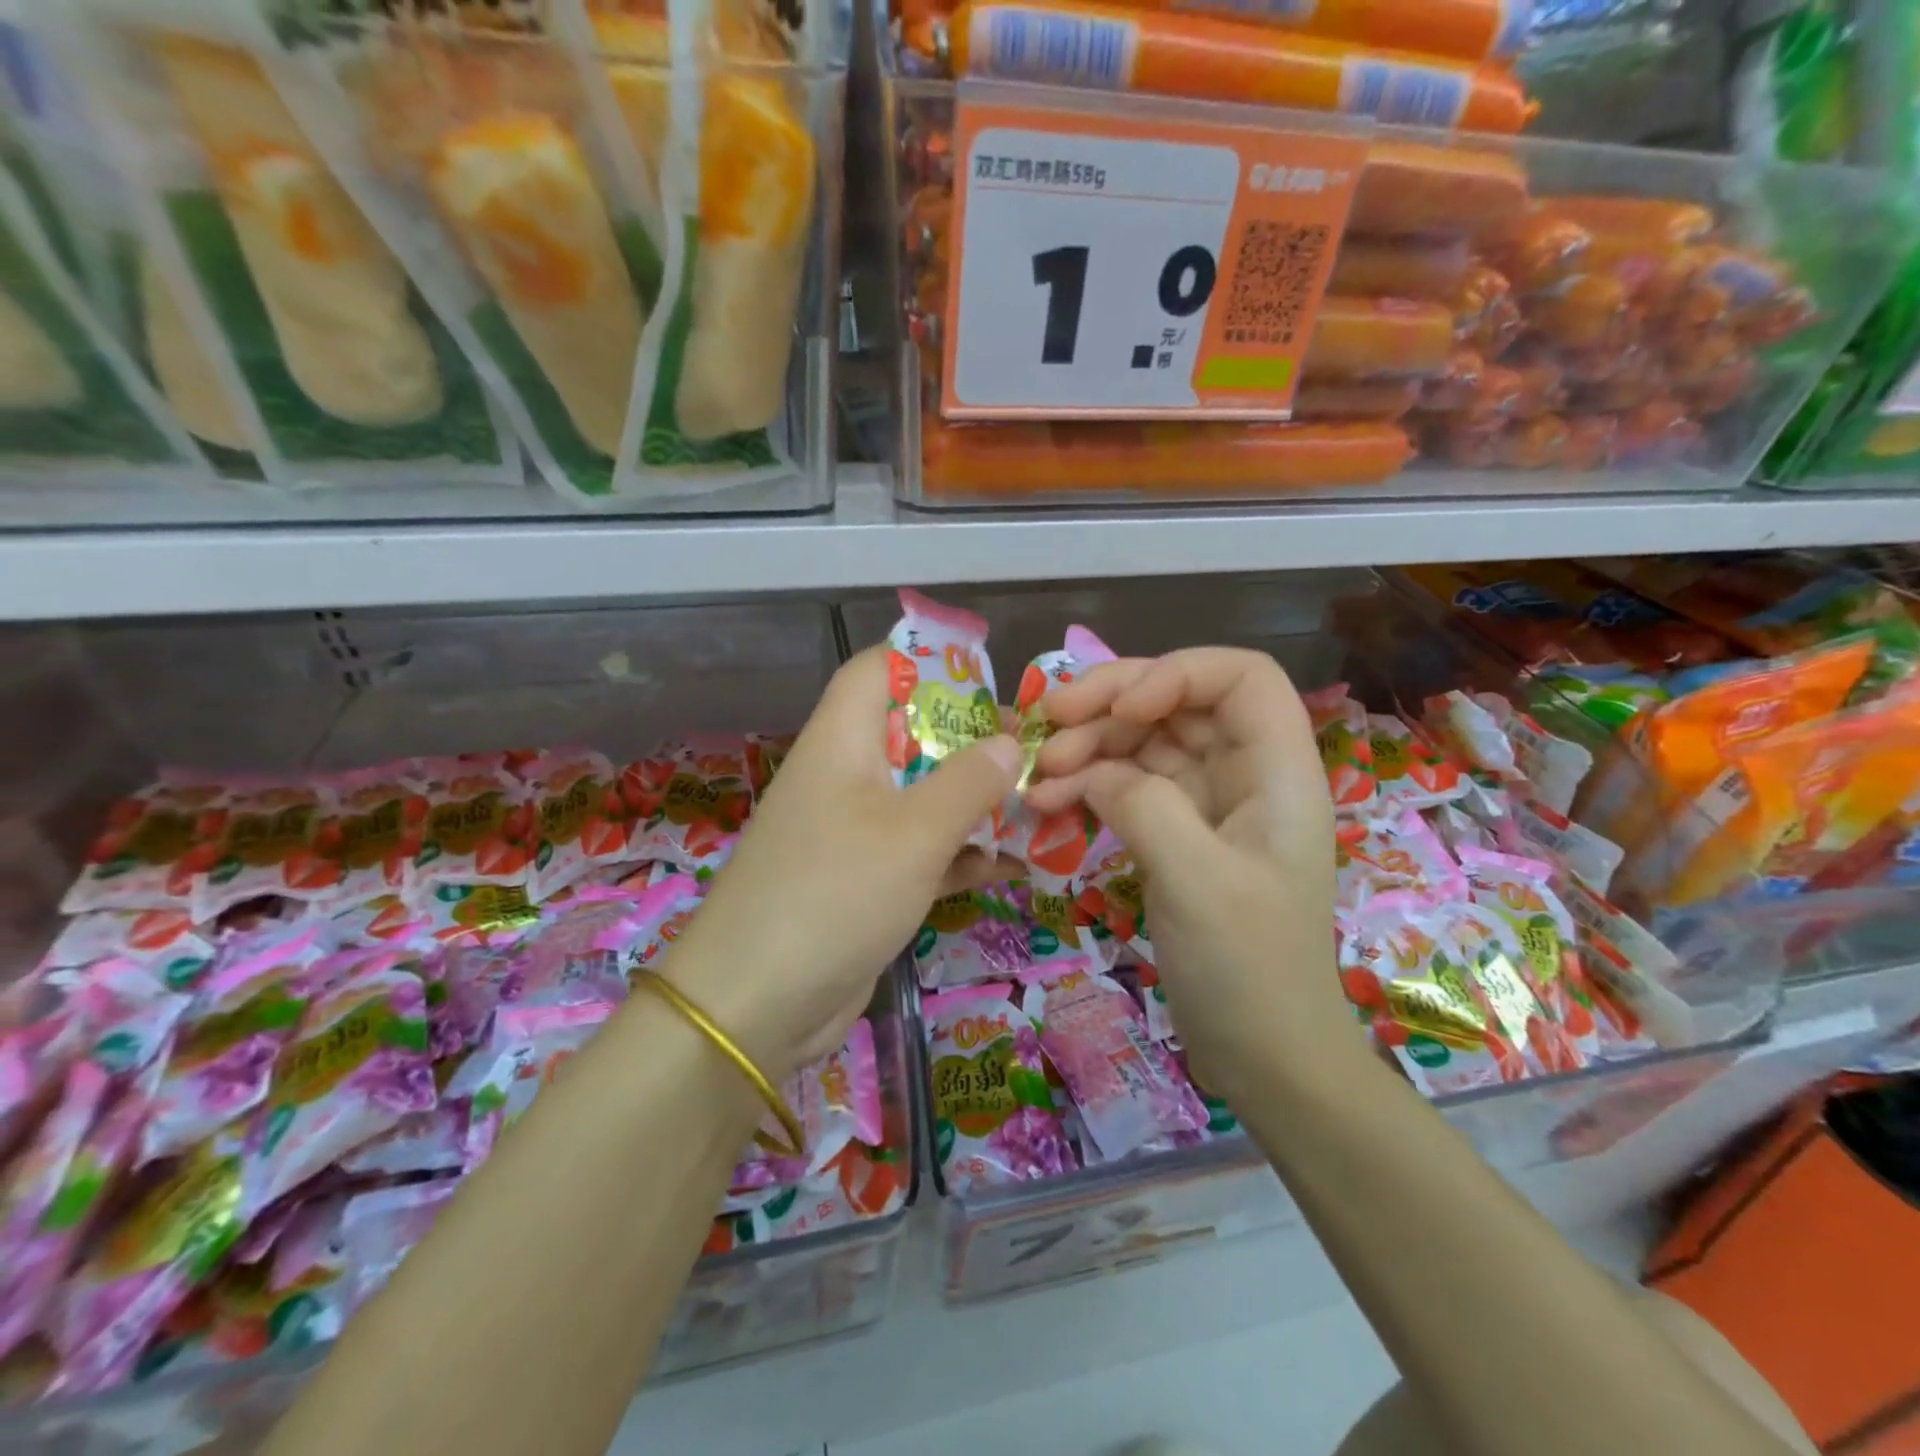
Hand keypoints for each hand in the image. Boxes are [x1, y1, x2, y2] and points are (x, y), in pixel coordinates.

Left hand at [662, 646, 1022, 1080]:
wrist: (757, 1004)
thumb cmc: (836, 893)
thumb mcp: (915, 832)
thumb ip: (968, 781)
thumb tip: (1009, 742)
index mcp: (843, 740)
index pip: (879, 669)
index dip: (931, 662)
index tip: (990, 681)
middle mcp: (846, 775)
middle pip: (912, 733)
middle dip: (972, 741)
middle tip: (1031, 752)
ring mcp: (854, 830)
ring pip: (923, 795)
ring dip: (975, 801)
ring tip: (1039, 805)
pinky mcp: (865, 880)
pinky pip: (921, 850)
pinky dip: (961, 854)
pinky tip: (1012, 866)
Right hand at [1026, 648, 1364, 1103]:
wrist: (1262, 1054)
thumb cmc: (1248, 969)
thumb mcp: (1198, 882)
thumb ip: (1145, 806)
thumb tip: (1091, 772)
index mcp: (1277, 771)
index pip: (1239, 677)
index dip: (1178, 673)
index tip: (1121, 708)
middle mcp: (1243, 774)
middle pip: (1177, 702)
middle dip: (1111, 704)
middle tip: (1049, 722)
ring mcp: (1206, 804)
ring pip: (1143, 742)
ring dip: (1088, 747)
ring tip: (1038, 776)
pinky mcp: (1174, 833)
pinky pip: (1125, 786)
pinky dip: (1086, 786)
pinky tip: (1046, 804)